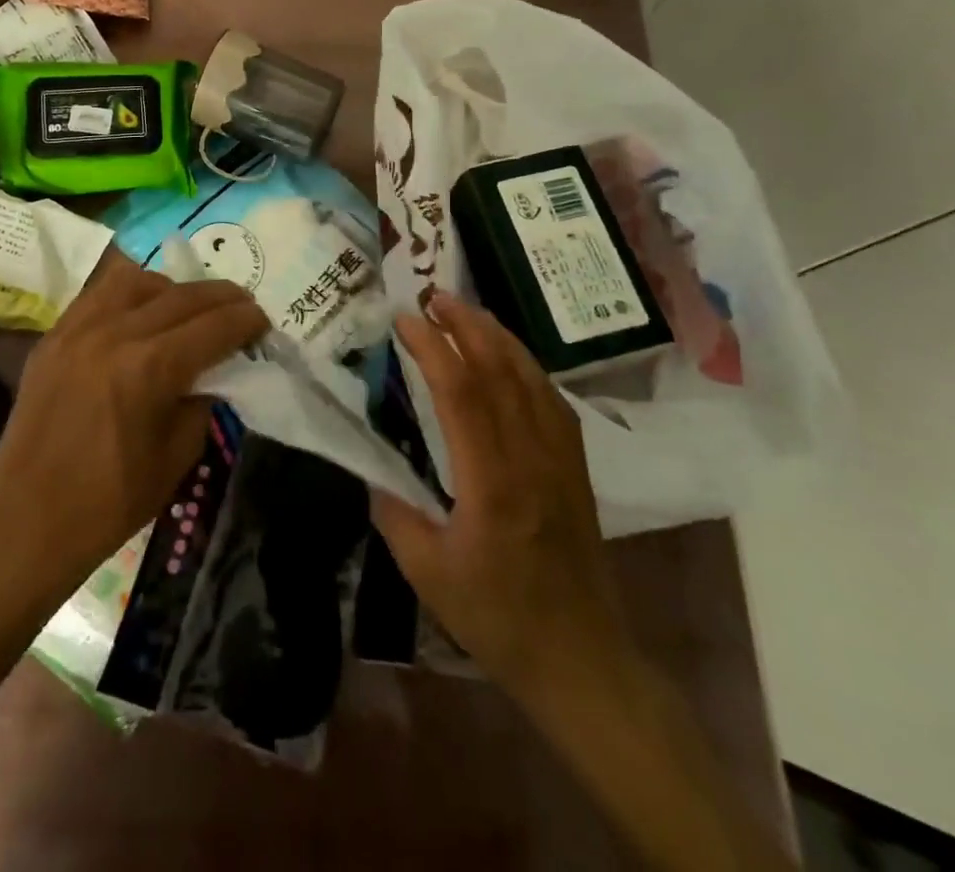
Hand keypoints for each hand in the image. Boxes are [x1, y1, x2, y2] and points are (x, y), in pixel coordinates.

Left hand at [0, 255, 268, 607]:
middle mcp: (116, 332)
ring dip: (174, 288)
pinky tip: (141, 311)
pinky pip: (99, 294)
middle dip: (222, 298)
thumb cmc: (110, 501)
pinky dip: (129, 294)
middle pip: (183, 295)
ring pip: (138, 280)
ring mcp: (79, 328)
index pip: (215, 325)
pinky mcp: (54, 336)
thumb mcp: (178, 456)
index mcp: (151, 367)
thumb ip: (202, 402)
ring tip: (187, 308)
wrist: (26, 521)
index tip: (263, 322)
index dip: (247, 321)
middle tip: (242, 307)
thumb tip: (213, 372)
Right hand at [371, 292, 628, 693]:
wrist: (582, 659)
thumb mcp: (428, 574)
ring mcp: (561, 458)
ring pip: (531, 377)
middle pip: (500, 369)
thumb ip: (394, 513)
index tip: (405, 320)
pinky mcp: (576, 466)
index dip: (432, 346)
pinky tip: (509, 357)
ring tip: (466, 310)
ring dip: (497, 335)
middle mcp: (531, 457)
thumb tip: (372, 467)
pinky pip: (552, 399)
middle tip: (433, 295)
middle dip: (466, 324)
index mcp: (491, 482)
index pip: (461, 392)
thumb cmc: (499, 619)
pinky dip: (526, 365)